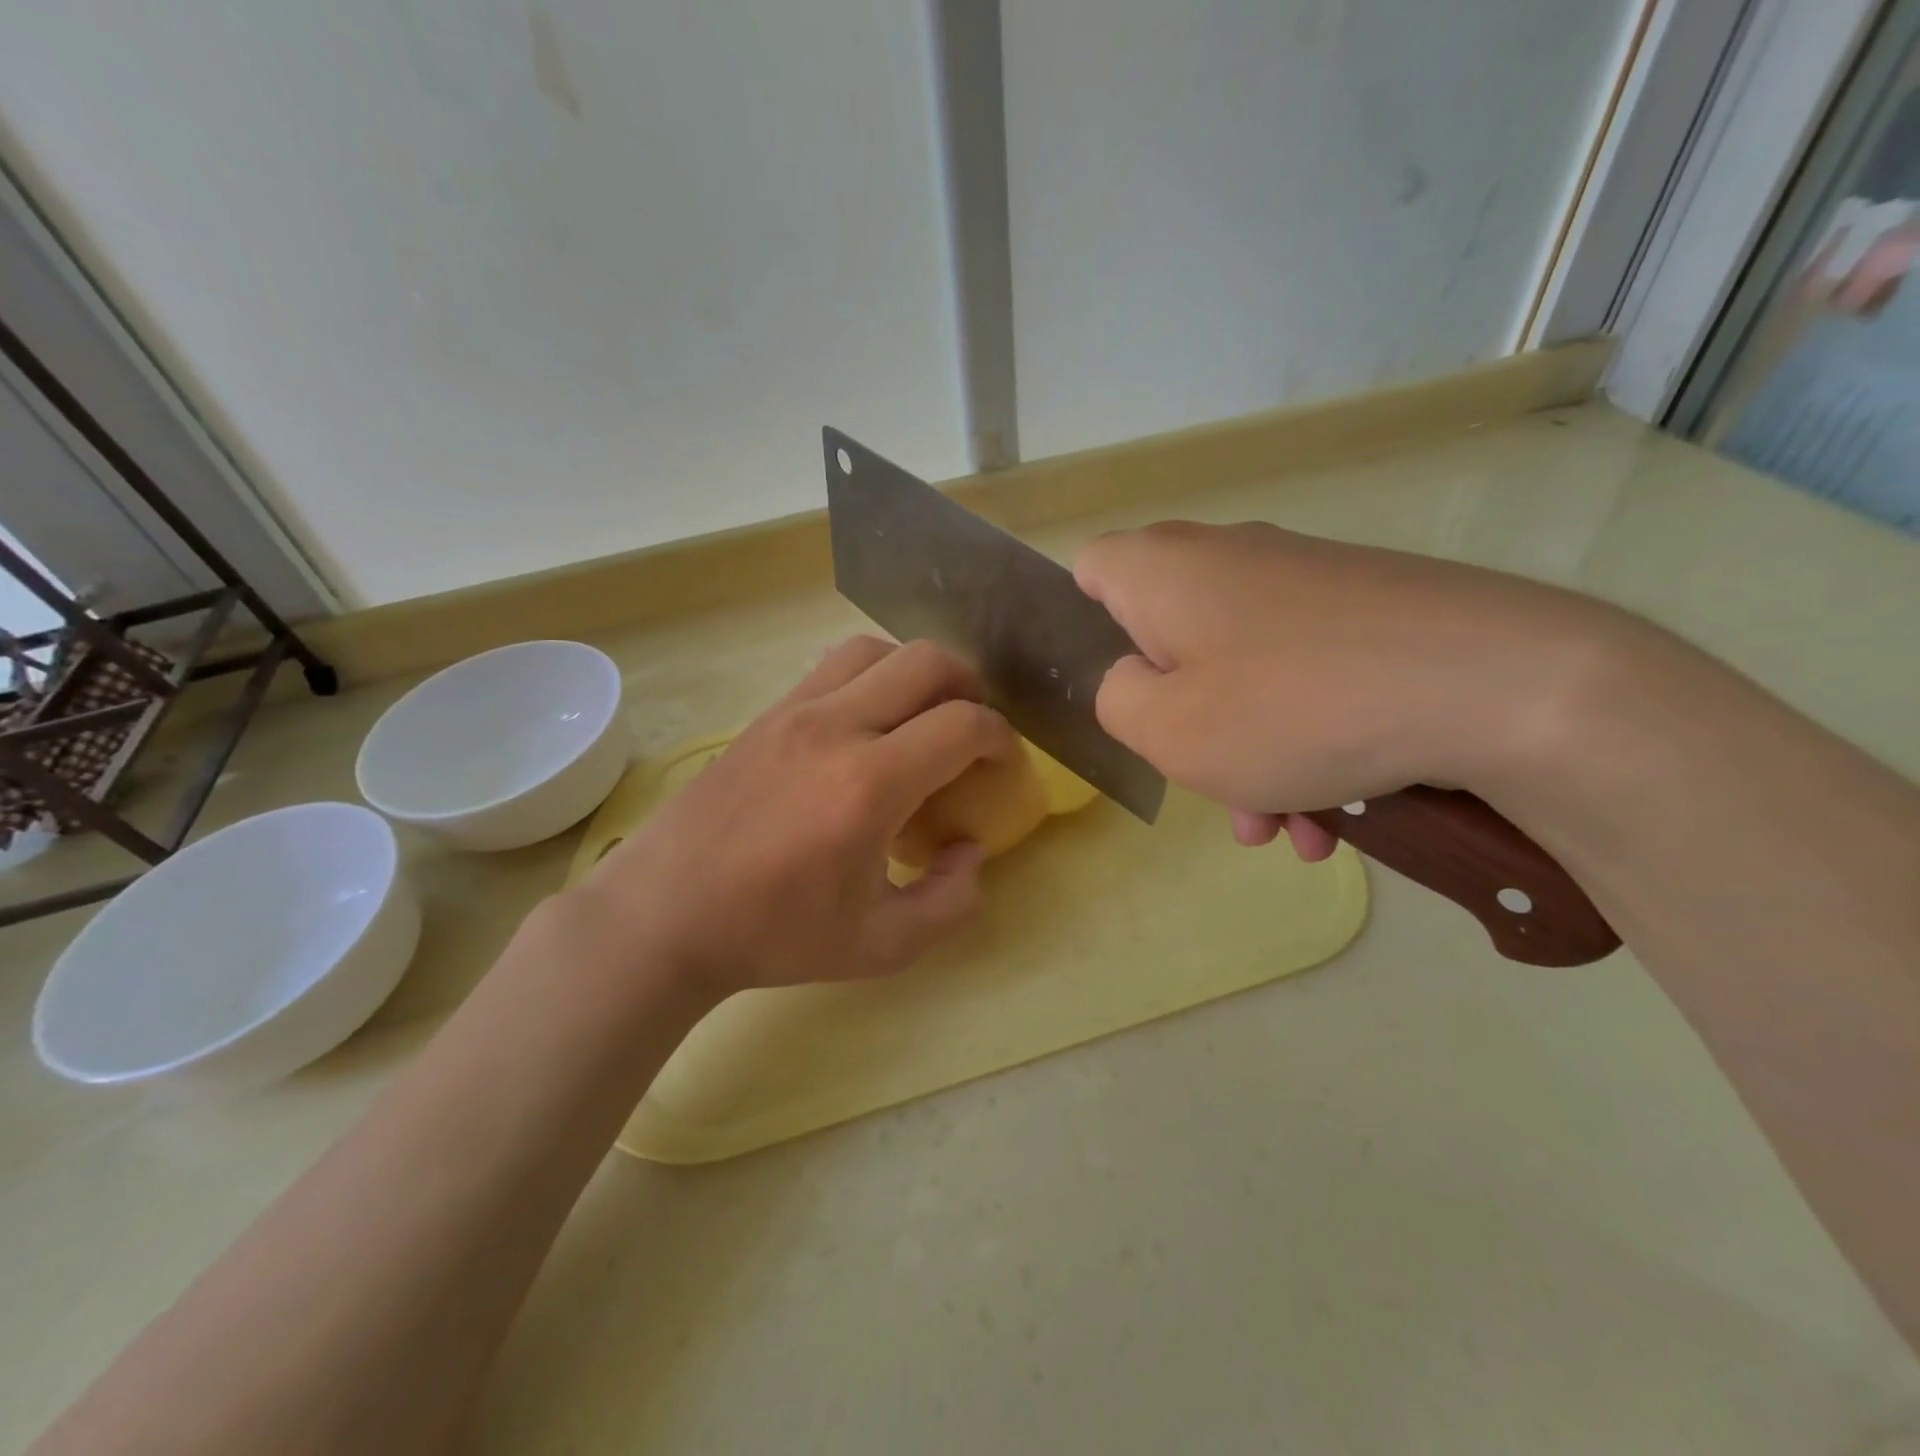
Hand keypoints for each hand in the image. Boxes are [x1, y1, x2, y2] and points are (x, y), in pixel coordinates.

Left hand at [572, 636, 1016, 995]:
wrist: (665, 914)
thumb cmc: (774, 935)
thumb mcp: (880, 946)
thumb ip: (949, 902)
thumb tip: (971, 850)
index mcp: (868, 785)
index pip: (962, 725)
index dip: (1002, 738)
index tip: (1004, 764)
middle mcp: (835, 729)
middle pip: (926, 662)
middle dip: (969, 688)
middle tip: (972, 730)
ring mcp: (794, 711)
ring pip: (875, 649)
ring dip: (915, 672)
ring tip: (922, 716)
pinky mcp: (766, 714)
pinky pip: (832, 667)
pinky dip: (870, 677)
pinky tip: (867, 725)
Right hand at [1073, 521, 1620, 857]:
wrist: (1497, 685)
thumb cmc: (1291, 707)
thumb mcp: (1166, 729)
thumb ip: (1114, 700)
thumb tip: (1133, 679)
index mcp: (1163, 570)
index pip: (1088, 572)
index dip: (1083, 631)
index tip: (1115, 694)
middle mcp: (1227, 558)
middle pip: (1168, 640)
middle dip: (1179, 722)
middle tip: (1206, 786)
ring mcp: (1302, 581)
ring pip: (1240, 672)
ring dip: (1247, 754)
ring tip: (1284, 829)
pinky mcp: (1365, 609)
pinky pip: (1302, 677)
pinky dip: (1302, 740)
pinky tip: (1333, 814)